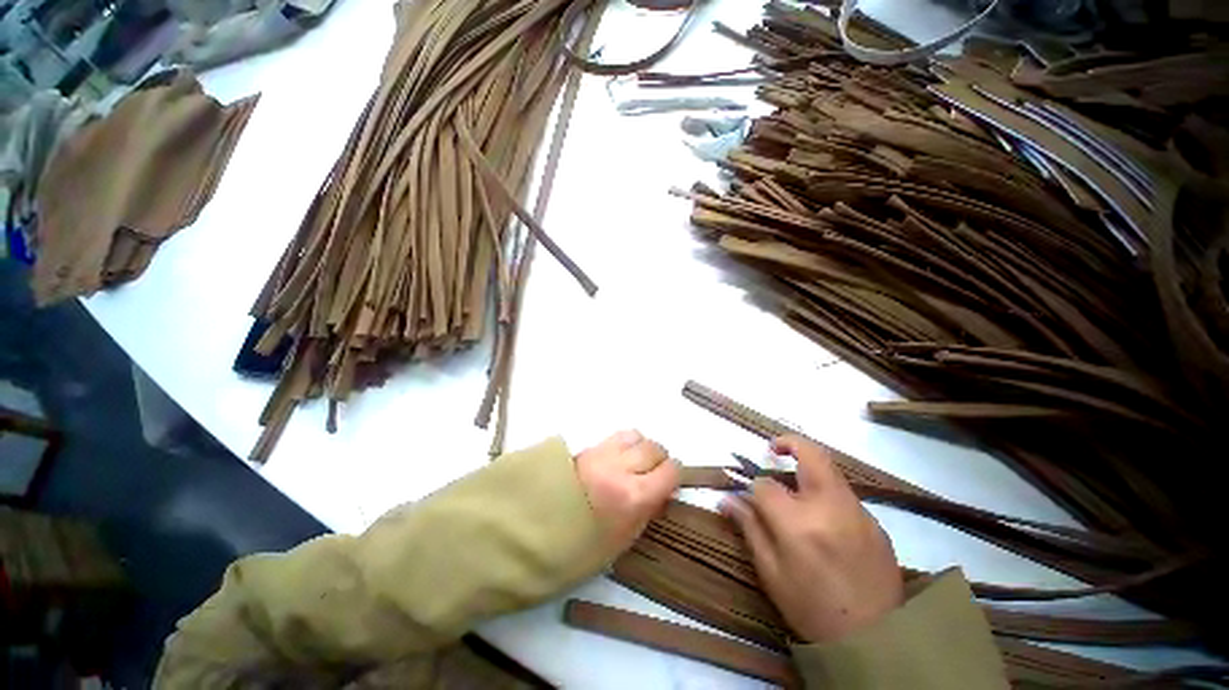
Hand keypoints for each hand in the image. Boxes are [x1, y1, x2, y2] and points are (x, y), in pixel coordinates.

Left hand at [575, 430, 680, 552]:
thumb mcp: (627, 536)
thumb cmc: (586, 545)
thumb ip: (650, 508)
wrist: (540, 531)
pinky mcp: (589, 447)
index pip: (671, 470)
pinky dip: (625, 442)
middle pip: (655, 448)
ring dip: (641, 447)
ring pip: (637, 436)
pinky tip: (619, 457)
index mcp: (635, 497)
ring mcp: (604, 454)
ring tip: (635, 462)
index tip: (670, 482)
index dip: (674, 475)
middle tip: (653, 473)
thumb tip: (664, 490)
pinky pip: (617, 435)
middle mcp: (622, 469)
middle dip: (659, 460)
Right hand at [720, 435, 902, 643]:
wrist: (878, 643)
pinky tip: (821, 517)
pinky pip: (844, 494)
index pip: (766, 484)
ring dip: (807, 468)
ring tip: (794, 487)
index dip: (752, 486)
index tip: (747, 494)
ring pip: (829, 470)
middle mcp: (830, 507)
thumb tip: (725, 498)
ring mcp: (858, 512)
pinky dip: (825, 492)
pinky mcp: (876, 522)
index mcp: (798, 523)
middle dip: (788, 443)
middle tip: (772, 449)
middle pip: (810, 454)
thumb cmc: (812, 610)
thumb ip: (749, 528)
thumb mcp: (771, 573)